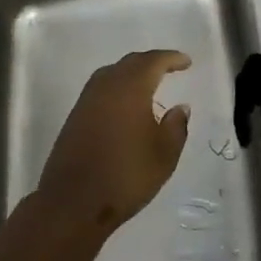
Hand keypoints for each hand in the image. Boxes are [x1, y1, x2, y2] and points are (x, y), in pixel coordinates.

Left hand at [35, 50, 191, 234]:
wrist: (74, 201)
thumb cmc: (126, 176)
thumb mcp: (164, 155)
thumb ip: (176, 127)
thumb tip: (180, 108)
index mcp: (130, 88)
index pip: (152, 62)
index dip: (171, 59)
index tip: (186, 62)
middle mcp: (105, 86)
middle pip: (130, 63)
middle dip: (151, 62)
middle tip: (170, 68)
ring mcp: (86, 101)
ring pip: (111, 74)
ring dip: (131, 73)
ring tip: (149, 83)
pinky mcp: (75, 116)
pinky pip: (100, 89)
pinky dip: (117, 87)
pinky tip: (125, 104)